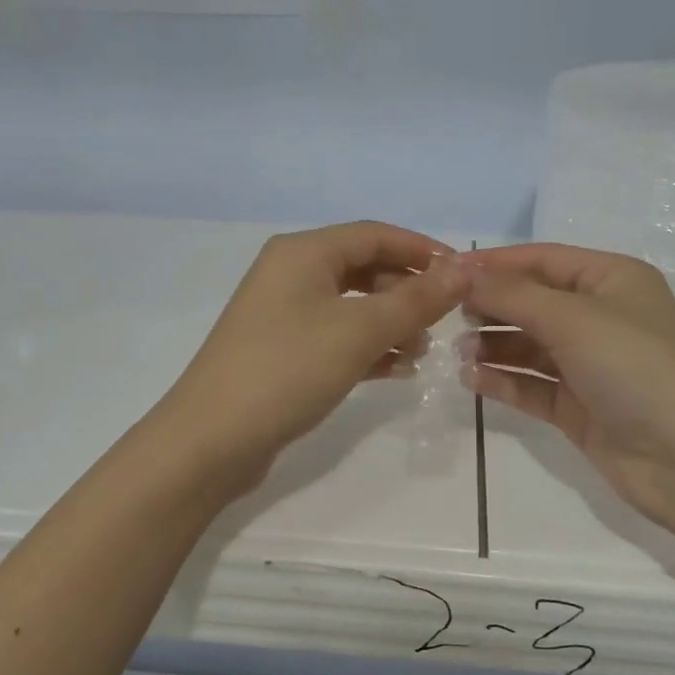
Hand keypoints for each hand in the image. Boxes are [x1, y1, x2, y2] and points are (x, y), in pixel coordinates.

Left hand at [159, 222, 464, 492]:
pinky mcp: (282, 352)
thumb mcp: (359, 331)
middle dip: (407, 291)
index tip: (463, 274)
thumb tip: (463, 269)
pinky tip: (396, 370)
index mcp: (303, 253)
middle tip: (444, 319)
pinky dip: (367, 347)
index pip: (375, 235)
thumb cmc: (288, 370)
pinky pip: (336, 337)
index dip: (422, 250)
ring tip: (422, 351)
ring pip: (352, 305)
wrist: (211, 440)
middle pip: (363, 268)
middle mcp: (291, 274)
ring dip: (391, 322)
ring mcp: (283, 315)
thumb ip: (415, 300)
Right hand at [459, 244, 674, 532]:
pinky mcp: (579, 407)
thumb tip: (462, 272)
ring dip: (494, 345)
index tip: (445, 271)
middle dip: (492, 306)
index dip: (494, 263)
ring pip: (529, 345)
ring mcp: (590, 365)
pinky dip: (504, 380)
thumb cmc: (636, 367)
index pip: (542, 260)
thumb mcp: (574, 318)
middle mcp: (601, 317)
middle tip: (448, 316)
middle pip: (532, 301)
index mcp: (611, 280)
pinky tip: (474, 379)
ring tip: (460, 353)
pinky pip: (532, 385)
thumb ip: (513, 295)